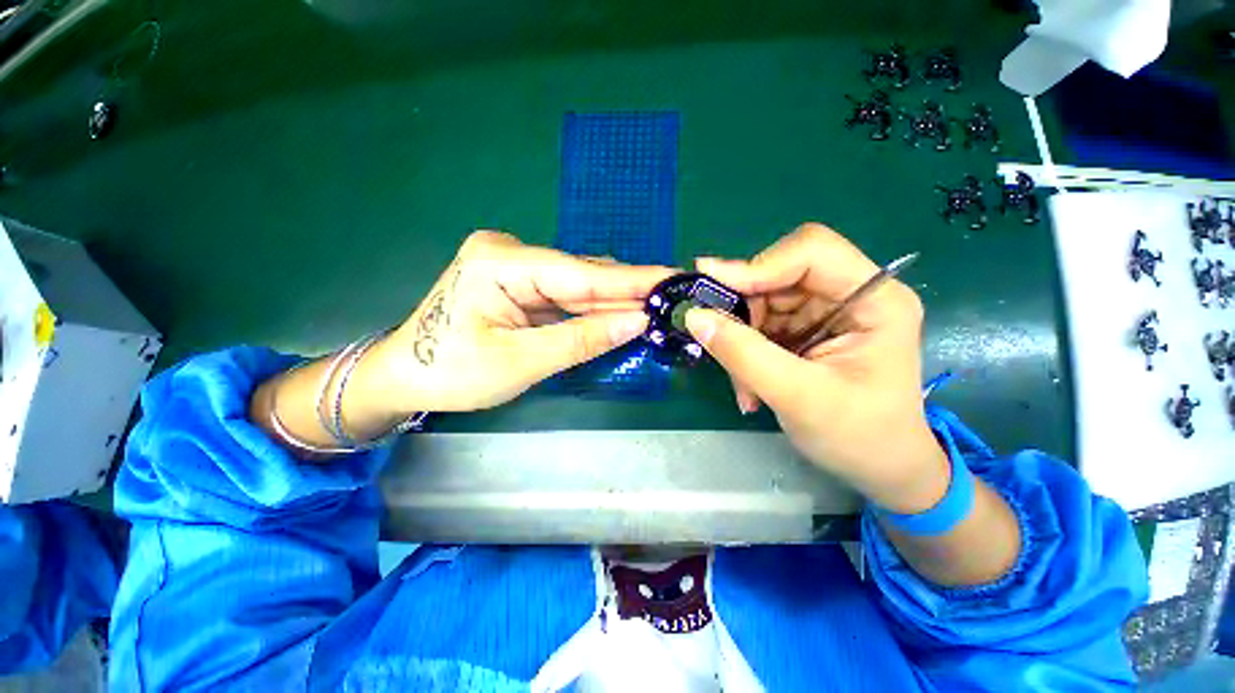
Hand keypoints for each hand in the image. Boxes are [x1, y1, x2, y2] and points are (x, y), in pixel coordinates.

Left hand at [357, 231, 672, 415]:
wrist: (405, 377)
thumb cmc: (452, 373)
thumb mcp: (521, 361)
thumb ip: (582, 339)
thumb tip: (637, 322)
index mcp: (499, 262)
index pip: (579, 273)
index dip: (630, 280)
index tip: (673, 277)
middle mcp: (509, 253)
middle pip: (580, 277)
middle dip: (624, 293)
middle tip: (670, 299)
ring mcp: (513, 267)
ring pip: (576, 287)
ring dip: (611, 303)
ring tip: (653, 309)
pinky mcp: (518, 284)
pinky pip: (564, 297)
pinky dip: (590, 311)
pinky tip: (618, 315)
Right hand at [683, 224, 948, 511]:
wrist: (879, 468)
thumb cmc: (858, 437)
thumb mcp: (799, 397)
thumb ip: (744, 354)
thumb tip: (693, 316)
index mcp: (874, 299)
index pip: (811, 251)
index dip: (758, 265)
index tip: (710, 287)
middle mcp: (848, 294)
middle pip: (778, 274)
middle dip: (743, 309)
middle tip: (715, 340)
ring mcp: (824, 312)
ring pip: (761, 300)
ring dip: (739, 337)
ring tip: (742, 383)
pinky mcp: (803, 329)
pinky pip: (758, 324)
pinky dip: (743, 350)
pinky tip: (748, 385)